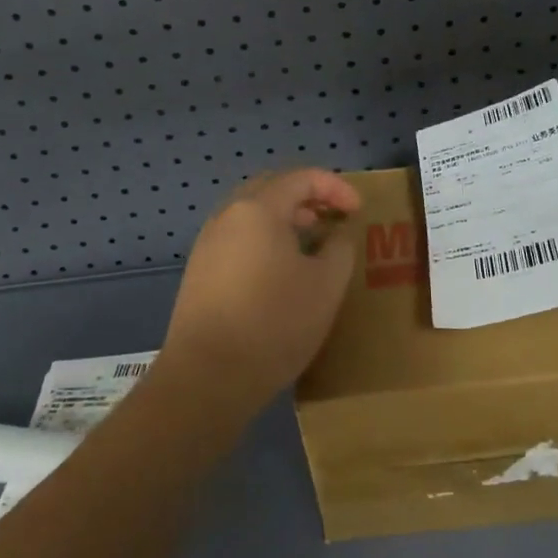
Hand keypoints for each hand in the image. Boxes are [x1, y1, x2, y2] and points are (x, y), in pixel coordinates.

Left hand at [160, 169, 362, 412]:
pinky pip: (238, 238)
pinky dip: (265, 239)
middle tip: (332, 216)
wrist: (205, 379)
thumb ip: (340, 249)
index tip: (357, 210)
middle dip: (306, 197)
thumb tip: (337, 235)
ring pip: (252, 214)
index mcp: (258, 208)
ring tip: (311, 242)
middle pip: (272, 188)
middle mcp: (228, 215)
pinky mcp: (199, 272)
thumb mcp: (326, 286)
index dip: (335, 187)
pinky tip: (280, 270)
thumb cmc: (274, 323)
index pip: (302, 178)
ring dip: (284, 218)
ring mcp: (208, 243)